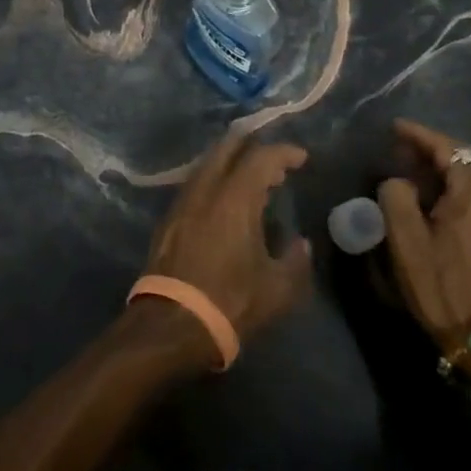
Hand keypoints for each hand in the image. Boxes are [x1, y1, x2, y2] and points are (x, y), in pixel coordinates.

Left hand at [140, 129, 313, 350]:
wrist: (171, 323)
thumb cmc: (230, 302)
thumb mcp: (277, 290)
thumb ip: (295, 262)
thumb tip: (301, 245)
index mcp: (235, 198)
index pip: (261, 157)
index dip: (283, 152)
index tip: (301, 158)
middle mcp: (206, 189)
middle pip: (227, 148)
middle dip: (252, 146)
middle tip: (274, 162)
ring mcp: (183, 201)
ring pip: (208, 164)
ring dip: (231, 163)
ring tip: (252, 180)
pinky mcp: (168, 218)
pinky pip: (195, 184)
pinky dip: (215, 181)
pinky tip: (224, 201)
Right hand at [377, 119, 470, 348]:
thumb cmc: (445, 286)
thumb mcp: (407, 241)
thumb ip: (396, 198)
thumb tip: (398, 181)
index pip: (446, 146)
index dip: (419, 134)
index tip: (394, 127)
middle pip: (465, 160)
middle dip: (432, 152)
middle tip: (401, 153)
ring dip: (446, 174)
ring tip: (416, 178)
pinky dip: (458, 193)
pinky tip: (440, 208)